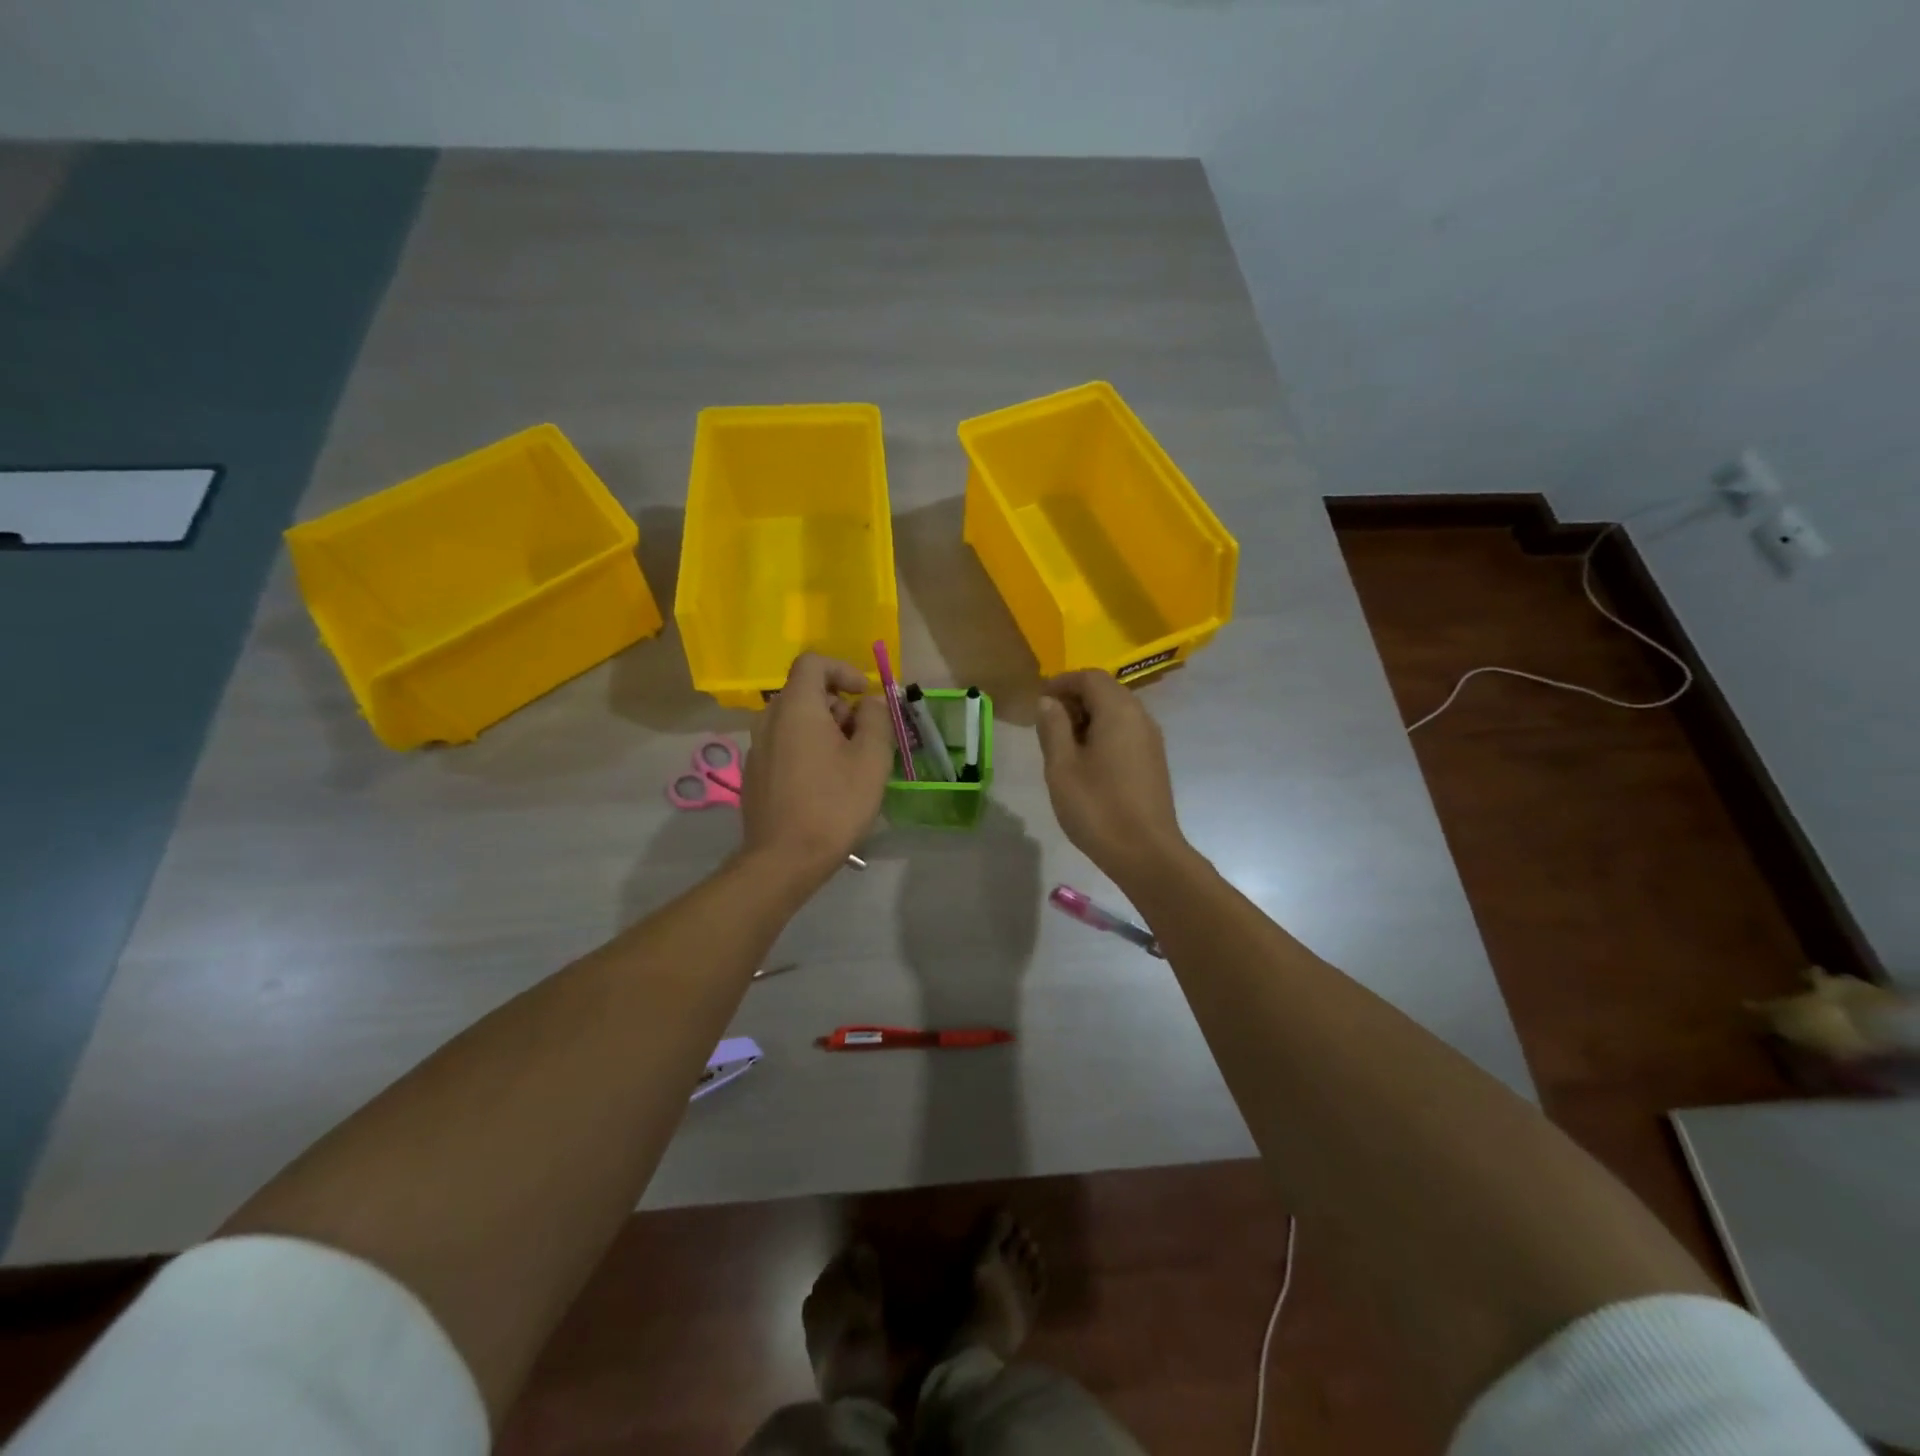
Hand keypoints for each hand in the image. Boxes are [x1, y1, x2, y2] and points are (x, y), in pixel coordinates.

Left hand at [740, 653, 893, 879]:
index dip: (843, 670)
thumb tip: (870, 702)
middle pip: (805, 692)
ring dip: (825, 729)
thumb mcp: (871, 759)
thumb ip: (875, 719)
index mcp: (795, 708)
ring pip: (795, 720)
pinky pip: (784, 744)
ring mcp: (756, 747)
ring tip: (849, 764)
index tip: (865, 696)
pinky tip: (825, 784)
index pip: (813, 662)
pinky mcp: (754, 773)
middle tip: (864, 738)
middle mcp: (768, 719)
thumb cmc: (834, 805)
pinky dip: (807, 748)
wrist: (784, 860)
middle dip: (839, 705)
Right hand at [1035, 670, 1189, 886]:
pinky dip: (1103, 733)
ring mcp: (1151, 740)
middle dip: (1075, 698)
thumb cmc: (1097, 807)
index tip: (1038, 699)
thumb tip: (1049, 702)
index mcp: (1118, 711)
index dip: (1062, 682)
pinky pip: (1125, 732)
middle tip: (1046, 721)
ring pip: (1117, 712)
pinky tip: (1085, 760)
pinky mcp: (1153, 761)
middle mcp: (1140, 717)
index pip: (1090, 677)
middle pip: (1106, 691)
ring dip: (1088, 717)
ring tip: (1061, 742)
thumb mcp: (1062, 766)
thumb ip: (1053, 727)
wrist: (1146, 853)